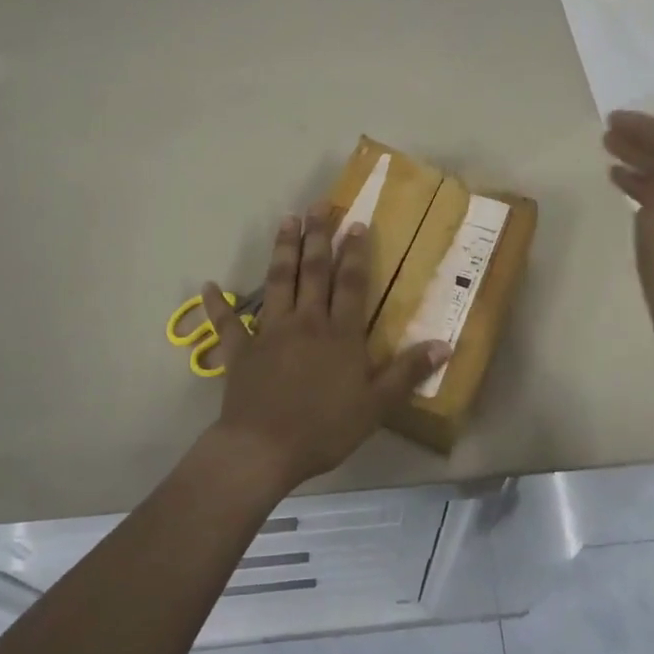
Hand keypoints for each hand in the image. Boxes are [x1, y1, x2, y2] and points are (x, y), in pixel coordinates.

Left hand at [200, 208, 449, 492]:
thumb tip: (445, 343)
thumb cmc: (324, 428)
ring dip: (283, 249)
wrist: (264, 449)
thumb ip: (407, 372)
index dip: (355, 253)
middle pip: (314, 271)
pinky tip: (209, 285)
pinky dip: (217, 304)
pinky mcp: (240, 350)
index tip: (356, 223)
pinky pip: (227, 323)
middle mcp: (306, 321)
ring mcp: (270, 332)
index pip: (351, 283)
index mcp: (340, 333)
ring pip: (278, 281)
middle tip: (320, 205)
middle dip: (318, 236)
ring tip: (287, 220)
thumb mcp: (376, 406)